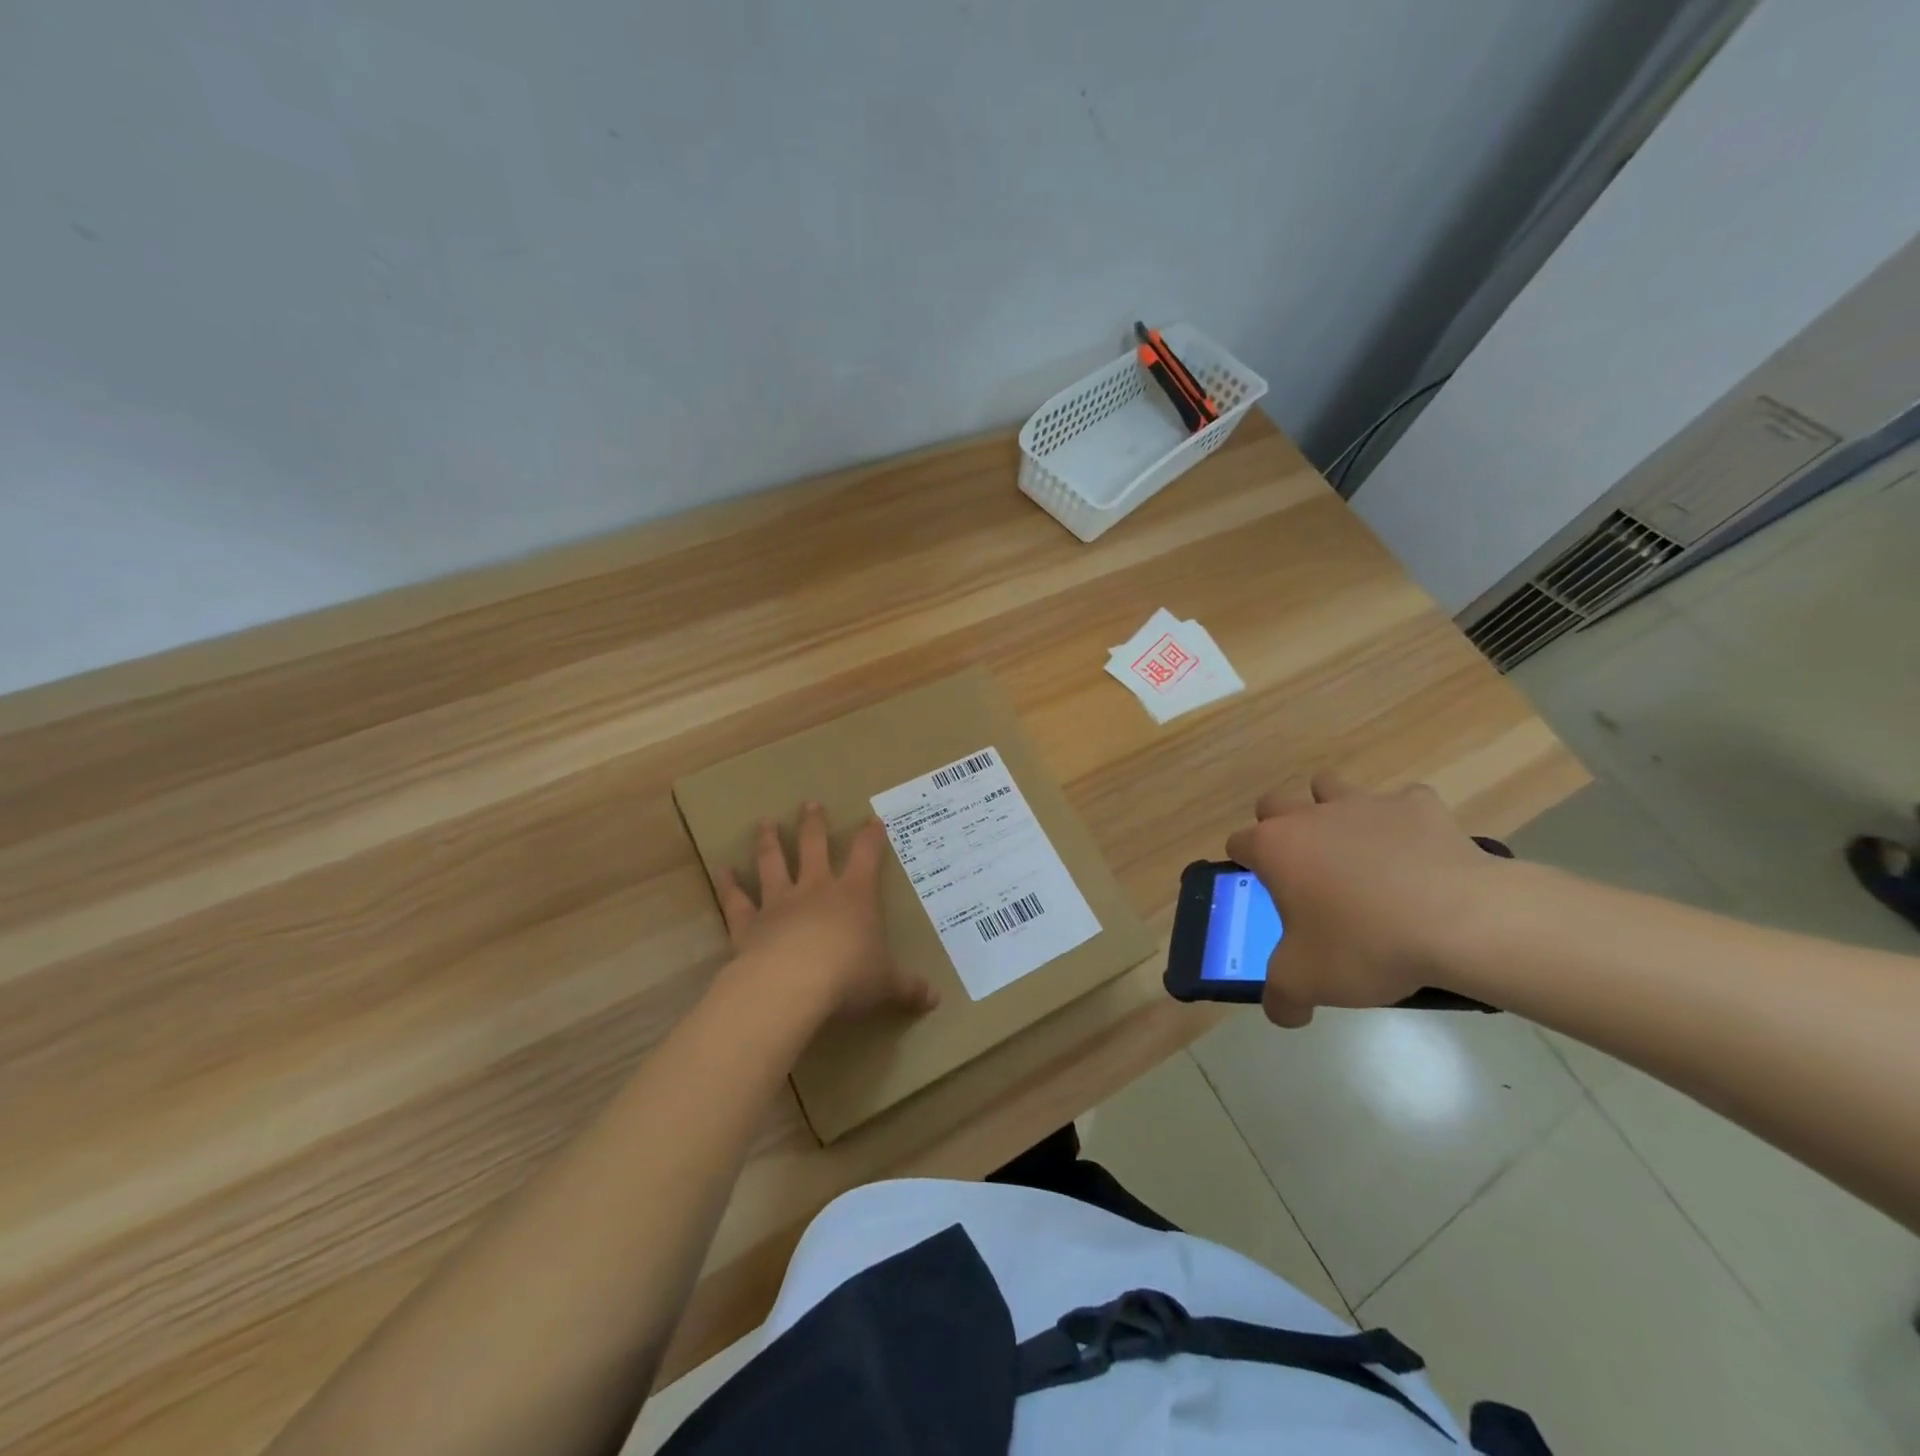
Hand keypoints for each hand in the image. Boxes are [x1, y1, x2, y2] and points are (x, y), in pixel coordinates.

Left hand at [717, 803, 939, 1019]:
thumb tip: (936, 1000)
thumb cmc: (847, 977)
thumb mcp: (886, 984)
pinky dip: (729, 885)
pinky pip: (736, 900)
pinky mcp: (748, 924)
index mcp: (854, 896)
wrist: (790, 985)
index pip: (866, 857)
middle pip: (814, 847)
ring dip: (769, 842)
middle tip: (809, 803)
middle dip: (814, 824)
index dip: (871, 837)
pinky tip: (722, 870)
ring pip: (773, 863)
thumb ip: (907, 988)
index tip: (872, 819)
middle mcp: (815, 890)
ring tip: (764, 822)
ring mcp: (778, 903)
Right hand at [1224, 771, 1506, 1027]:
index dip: (1246, 866)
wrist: (1462, 922)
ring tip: (1353, 850)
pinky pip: (1403, 802)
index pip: (1238, 843)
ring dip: (1332, 809)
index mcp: (1275, 847)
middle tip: (1303, 870)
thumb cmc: (1366, 944)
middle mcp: (1311, 815)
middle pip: (1275, 804)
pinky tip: (1416, 853)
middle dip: (1279, 828)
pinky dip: (1404, 822)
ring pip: (1330, 785)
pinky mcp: (1419, 804)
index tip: (1264, 892)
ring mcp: (1366, 803)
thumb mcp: (1308, 982)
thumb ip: (1281, 997)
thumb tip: (1282, 1012)